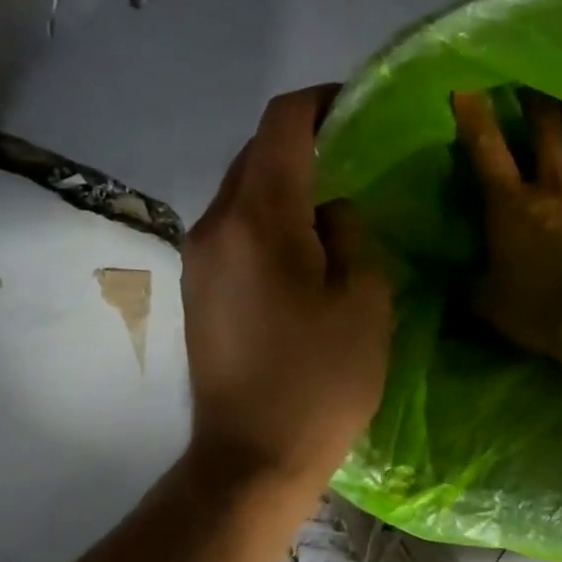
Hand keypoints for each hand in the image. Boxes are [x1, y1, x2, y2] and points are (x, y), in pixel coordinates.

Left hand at [183, 86, 392, 491]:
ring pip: (240, 191)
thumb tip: (331, 213)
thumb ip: (352, 237)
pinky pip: (232, 228)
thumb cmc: (320, 384)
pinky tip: (298, 248)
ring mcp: (198, 258)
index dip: (320, 103)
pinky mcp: (196, 288)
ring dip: (281, 182)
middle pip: (254, 152)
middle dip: (301, 141)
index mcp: (260, 220)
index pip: (281, 125)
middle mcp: (215, 225)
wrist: (251, 458)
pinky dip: (265, 218)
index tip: (356, 108)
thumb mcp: (365, 305)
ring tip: (328, 203)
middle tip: (352, 156)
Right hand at [452, 89, 561, 361]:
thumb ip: (473, 284)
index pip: (487, 151)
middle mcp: (554, 189)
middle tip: (537, 73)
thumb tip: (461, 279)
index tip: (466, 82)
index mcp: (512, 206)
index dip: (474, 117)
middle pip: (548, 134)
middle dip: (540, 101)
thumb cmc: (537, 308)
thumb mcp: (488, 302)